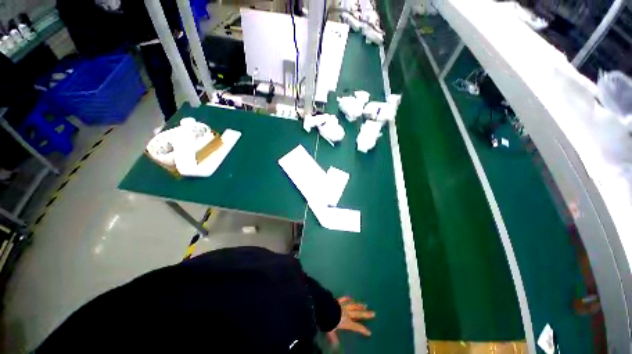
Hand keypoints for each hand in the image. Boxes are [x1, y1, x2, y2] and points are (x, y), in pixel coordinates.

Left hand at [326, 296, 374, 346]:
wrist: (324, 309)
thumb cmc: (328, 321)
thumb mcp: (331, 331)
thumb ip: (334, 338)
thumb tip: (336, 347)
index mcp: (346, 322)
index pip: (356, 326)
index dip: (363, 330)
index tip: (369, 332)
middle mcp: (347, 313)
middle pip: (358, 314)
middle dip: (366, 314)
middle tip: (373, 313)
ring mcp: (343, 306)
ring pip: (353, 305)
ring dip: (359, 305)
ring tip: (365, 305)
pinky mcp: (338, 301)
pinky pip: (343, 299)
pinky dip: (347, 298)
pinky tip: (350, 297)